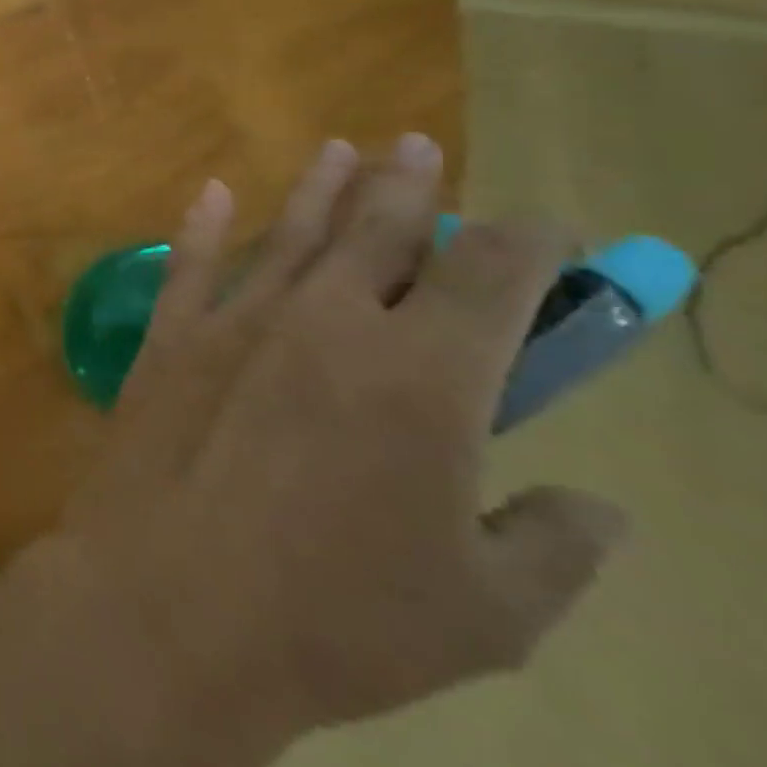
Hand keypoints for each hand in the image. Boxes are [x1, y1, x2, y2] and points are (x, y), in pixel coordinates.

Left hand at [58, 135, 627, 734]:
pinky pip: (190, 265)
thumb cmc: (336, 620)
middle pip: (380, 232)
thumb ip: (556, 547)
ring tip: (343, 148)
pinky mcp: (169, 339)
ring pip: (292, 235)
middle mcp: (326, 323)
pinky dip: (204, 225)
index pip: (492, 275)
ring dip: (322, 189)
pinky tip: (213, 191)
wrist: (171, 603)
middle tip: (418, 146)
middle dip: (410, 187)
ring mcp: (236, 323)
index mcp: (423, 376)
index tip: (543, 228)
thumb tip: (597, 506)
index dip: (527, 240)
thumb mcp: (489, 613)